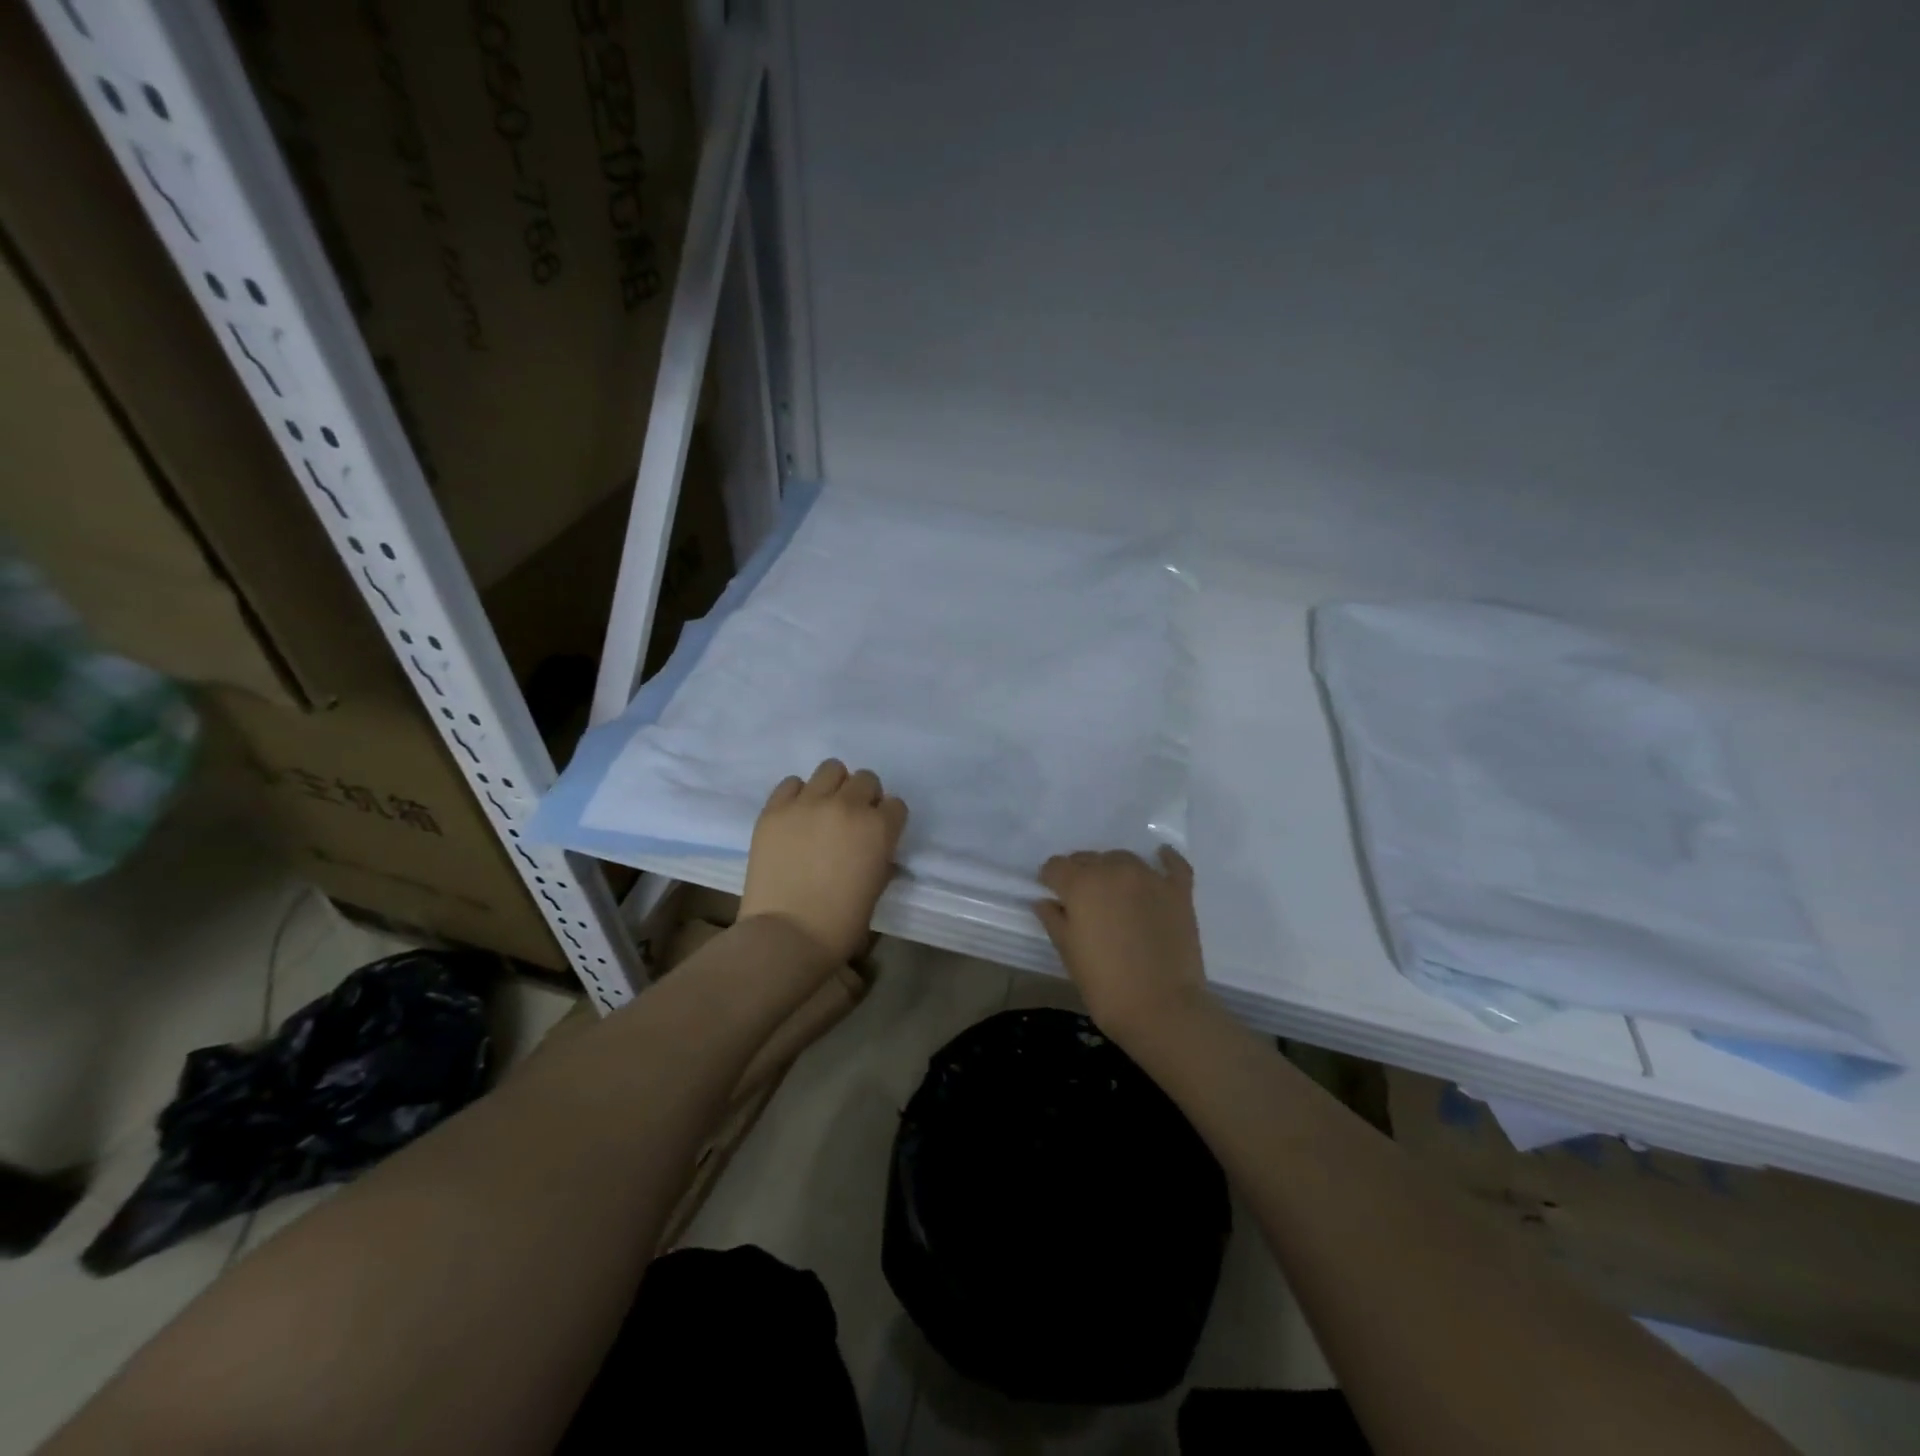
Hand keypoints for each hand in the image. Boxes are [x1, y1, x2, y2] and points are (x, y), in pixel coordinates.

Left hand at [740, 760, 907, 964]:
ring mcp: (809, 803)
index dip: (888, 820)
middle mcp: (847, 806)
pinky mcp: (775, 809)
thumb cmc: (840, 924)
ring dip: (833, 787)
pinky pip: (792, 783)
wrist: (786, 936)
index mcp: (879, 828)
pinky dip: (798, 796)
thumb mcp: (876, 889)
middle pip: (866, 780)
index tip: (878, 835)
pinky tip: (796, 818)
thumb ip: (880, 858)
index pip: (896, 805)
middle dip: (864, 798)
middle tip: (851, 822)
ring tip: (823, 811)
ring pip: (831, 769)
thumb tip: (874, 848)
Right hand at [1035, 846, 1211, 1040]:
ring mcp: (1149, 878)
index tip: (1052, 895)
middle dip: (1080, 874)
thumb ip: (1054, 920)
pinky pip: (1172, 864)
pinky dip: (1164, 859)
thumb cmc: (1105, 984)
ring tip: (1114, 892)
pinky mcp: (1178, 891)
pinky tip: (1160, 858)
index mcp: (1081, 884)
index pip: (1056, 866)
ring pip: (1123, 858)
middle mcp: (1113, 870)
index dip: (1050, 879)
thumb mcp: (1068, 952)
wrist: (1161, 1008)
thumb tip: (1045, 901)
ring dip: (1112, 869)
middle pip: (1088, 859)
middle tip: (1083, 901)